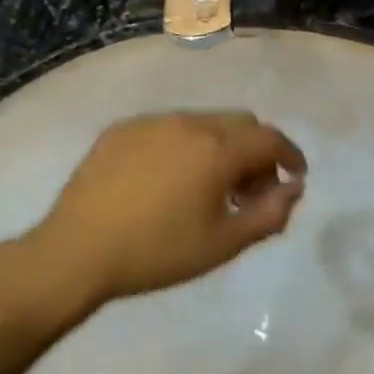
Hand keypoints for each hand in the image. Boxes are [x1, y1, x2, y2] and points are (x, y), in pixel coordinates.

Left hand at [28, 112, 305, 308]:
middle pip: (239, 124)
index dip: (290, 156)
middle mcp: (187, 122)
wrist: (78, 250)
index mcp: (217, 148)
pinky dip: (184, 146)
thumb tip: (293, 188)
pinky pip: (167, 128)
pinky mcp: (121, 129)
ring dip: (219, 147)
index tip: (295, 177)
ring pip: (202, 123)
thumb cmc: (158, 252)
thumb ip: (269, 213)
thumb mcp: (223, 243)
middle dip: (256, 152)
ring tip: (207, 187)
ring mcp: (150, 122)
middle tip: (250, 191)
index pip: (269, 139)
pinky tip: (168, 179)